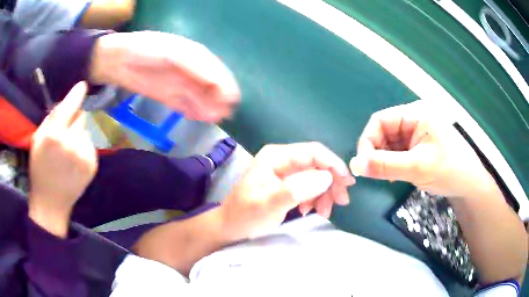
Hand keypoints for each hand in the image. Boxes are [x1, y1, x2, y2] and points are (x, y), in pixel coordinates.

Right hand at [29, 82, 97, 237]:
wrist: (51, 202)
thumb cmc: (39, 169)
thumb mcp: (38, 139)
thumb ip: (52, 119)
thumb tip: (66, 102)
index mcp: (55, 135)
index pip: (71, 105)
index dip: (77, 93)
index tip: (83, 85)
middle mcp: (71, 143)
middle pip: (81, 116)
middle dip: (74, 120)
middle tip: (65, 133)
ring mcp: (83, 155)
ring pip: (86, 130)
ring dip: (79, 134)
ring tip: (68, 150)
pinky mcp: (92, 166)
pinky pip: (90, 145)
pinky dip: (83, 147)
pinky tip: (74, 160)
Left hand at [90, 31, 240, 122]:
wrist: (118, 61)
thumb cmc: (147, 51)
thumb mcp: (174, 54)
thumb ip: (197, 67)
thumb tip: (218, 84)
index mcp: (194, 54)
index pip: (216, 70)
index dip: (225, 84)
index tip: (232, 101)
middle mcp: (189, 69)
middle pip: (209, 86)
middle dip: (218, 99)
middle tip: (224, 114)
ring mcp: (178, 83)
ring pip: (198, 97)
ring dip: (207, 108)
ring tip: (214, 119)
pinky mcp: (167, 95)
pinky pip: (184, 105)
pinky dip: (192, 112)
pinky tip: (199, 118)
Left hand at [221, 142, 354, 237]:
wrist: (230, 227)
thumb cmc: (245, 215)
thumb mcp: (269, 204)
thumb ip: (297, 189)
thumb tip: (327, 177)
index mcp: (276, 157)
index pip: (312, 152)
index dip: (332, 164)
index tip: (347, 182)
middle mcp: (283, 160)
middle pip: (317, 164)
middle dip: (331, 182)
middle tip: (341, 201)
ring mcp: (286, 173)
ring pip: (316, 177)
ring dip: (325, 193)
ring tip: (325, 211)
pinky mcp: (288, 186)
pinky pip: (310, 188)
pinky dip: (316, 199)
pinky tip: (312, 210)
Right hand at [349, 100, 497, 199]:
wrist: (470, 185)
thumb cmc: (449, 170)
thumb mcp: (417, 167)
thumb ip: (385, 165)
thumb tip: (354, 165)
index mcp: (416, 114)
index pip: (380, 120)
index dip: (368, 141)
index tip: (362, 165)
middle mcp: (415, 119)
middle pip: (384, 131)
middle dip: (376, 153)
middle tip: (375, 174)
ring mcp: (417, 133)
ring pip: (390, 143)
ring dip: (384, 160)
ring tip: (387, 176)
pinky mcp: (419, 146)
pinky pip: (398, 152)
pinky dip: (392, 164)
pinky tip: (395, 175)